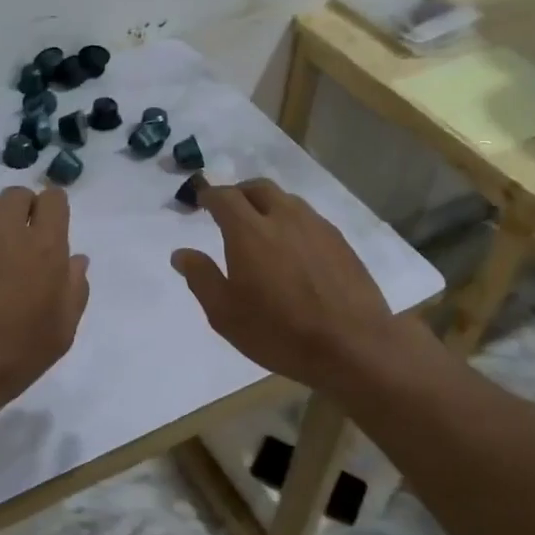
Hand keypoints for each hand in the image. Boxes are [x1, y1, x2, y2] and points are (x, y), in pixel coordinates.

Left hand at [0, 186, 90, 422]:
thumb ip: (74, 288)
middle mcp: (5, 230)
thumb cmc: (12, 357)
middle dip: (24, 210)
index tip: (50, 229)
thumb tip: (76, 259)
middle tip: (22, 241)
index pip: (52, 200)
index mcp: (44, 247)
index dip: (53, 210)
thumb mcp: (61, 332)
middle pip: (17, 195)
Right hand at [171, 178, 411, 393]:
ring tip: (260, 226)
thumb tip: (182, 254)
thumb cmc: (279, 332)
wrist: (353, 346)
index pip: (224, 197)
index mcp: (249, 231)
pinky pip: (309, 218)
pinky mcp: (340, 241)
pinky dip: (291, 221)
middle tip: (228, 209)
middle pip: (257, 188)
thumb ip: (201, 278)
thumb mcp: (225, 314)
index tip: (199, 201)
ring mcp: (316, 227)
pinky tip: (292, 247)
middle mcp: (284, 217)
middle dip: (238, 192)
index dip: (208, 195)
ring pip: (287, 200)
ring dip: (267, 204)